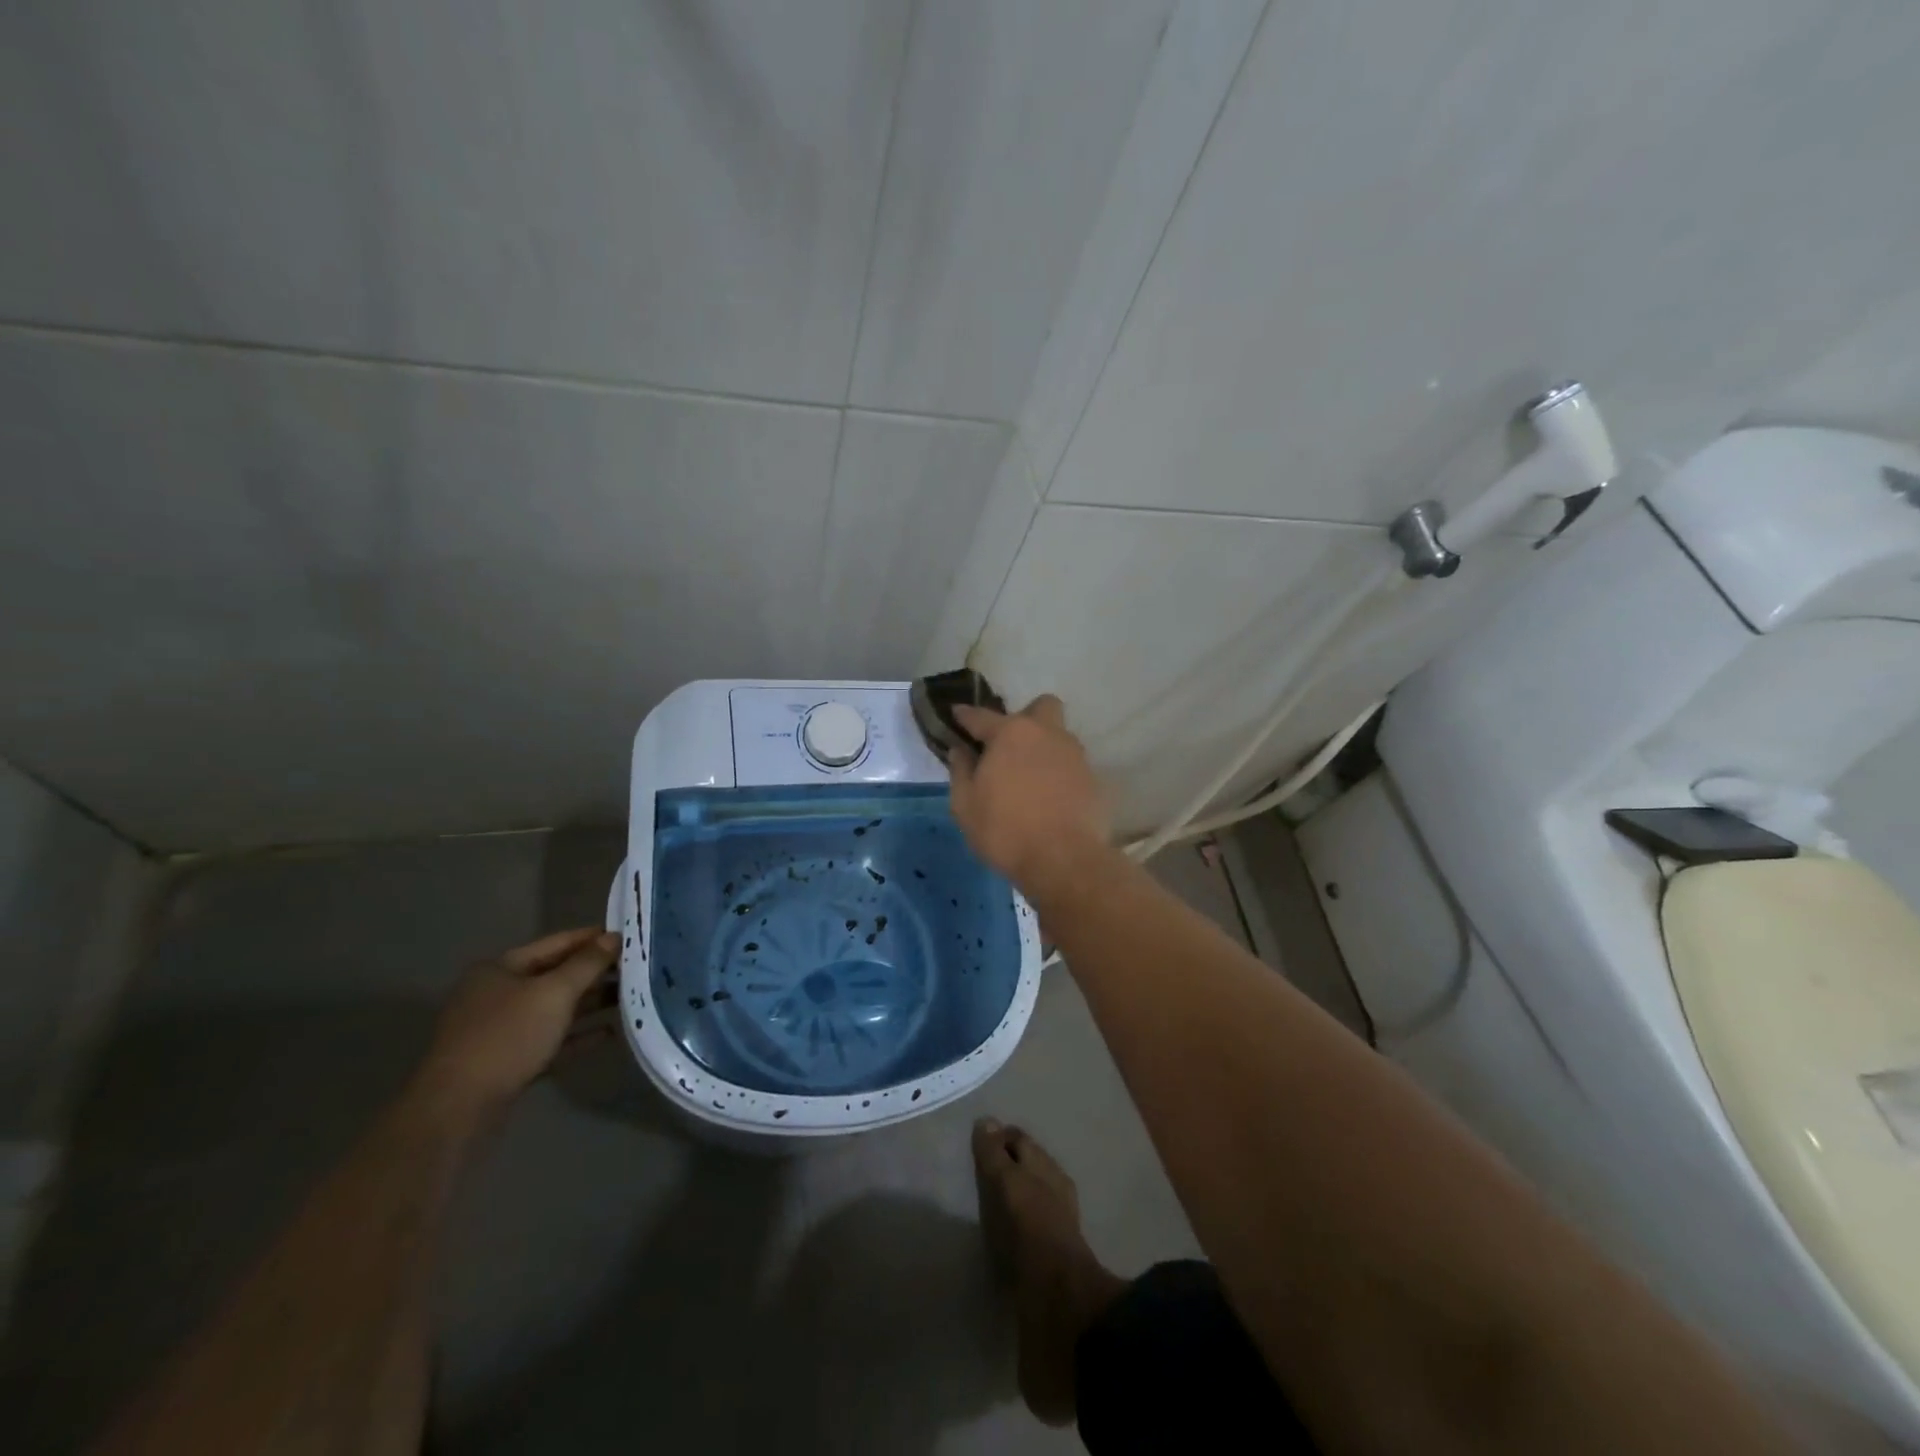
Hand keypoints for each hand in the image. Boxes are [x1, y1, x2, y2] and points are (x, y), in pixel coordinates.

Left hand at [412, 927, 618, 1121]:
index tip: (630, 936)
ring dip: (590, 1003)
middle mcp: (498, 994)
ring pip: (555, 1008)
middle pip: (556, 975)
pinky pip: (551, 1039)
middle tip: (637, 968)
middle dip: (595, 972)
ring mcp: (501, 1030)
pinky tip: (610, 1034)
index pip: (557, 942)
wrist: (458, 1110)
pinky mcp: (508, 1061)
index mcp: (501, 968)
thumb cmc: (507, 1037)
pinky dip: (578, 1035)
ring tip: (630, 997)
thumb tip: (614, 936)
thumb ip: (587, 963)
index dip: (593, 937)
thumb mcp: (554, 993)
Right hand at [948, 694, 1111, 901]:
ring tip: (1028, 777)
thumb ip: (961, 771)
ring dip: (1043, 746)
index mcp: (1010, 733)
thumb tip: (961, 750)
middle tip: (1008, 746)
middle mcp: (1046, 733)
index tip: (956, 714)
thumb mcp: (965, 805)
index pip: (981, 716)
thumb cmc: (1005, 831)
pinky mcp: (1093, 778)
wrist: (1065, 861)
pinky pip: (1071, 764)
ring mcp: (1074, 754)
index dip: (965, 715)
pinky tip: (1048, 796)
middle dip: (1024, 717)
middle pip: (1040, 707)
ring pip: (1059, 735)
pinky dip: (1058, 773)